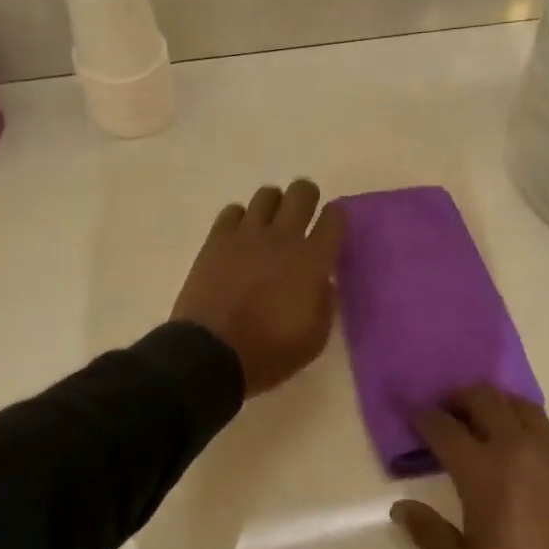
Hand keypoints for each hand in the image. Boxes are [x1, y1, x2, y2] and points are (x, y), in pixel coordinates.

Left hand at [171, 180, 346, 397]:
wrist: (211, 355)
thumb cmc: (269, 352)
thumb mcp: (314, 338)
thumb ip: (325, 302)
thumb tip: (323, 280)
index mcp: (312, 261)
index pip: (334, 219)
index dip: (337, 218)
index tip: (333, 227)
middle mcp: (282, 238)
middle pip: (301, 193)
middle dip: (307, 198)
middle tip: (303, 217)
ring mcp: (246, 235)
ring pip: (266, 195)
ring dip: (274, 206)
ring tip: (270, 225)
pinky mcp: (216, 241)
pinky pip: (232, 211)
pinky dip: (240, 219)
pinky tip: (240, 237)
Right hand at [391, 387, 548, 548]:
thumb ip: (428, 533)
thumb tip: (401, 507)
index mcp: (481, 469)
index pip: (443, 425)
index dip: (424, 418)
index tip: (416, 420)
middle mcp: (516, 445)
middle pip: (482, 397)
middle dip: (458, 398)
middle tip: (449, 414)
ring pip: (519, 403)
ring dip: (496, 405)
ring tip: (487, 423)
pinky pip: (548, 427)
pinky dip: (528, 428)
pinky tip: (526, 451)